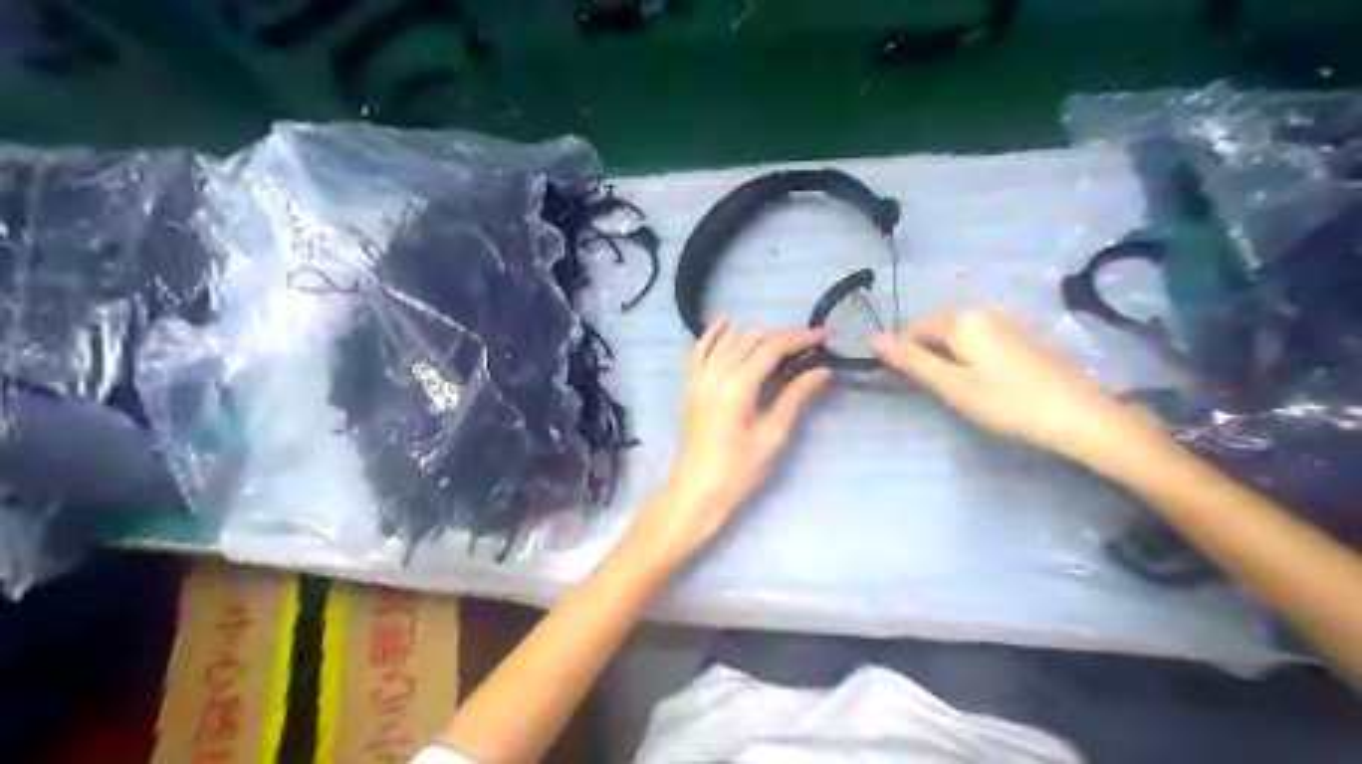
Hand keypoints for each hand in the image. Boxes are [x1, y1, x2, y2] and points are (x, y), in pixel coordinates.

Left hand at [633, 316, 835, 560]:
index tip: (823, 338)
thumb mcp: (773, 435)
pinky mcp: (691, 386)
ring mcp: (699, 378)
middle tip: (808, 347)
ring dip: (756, 336)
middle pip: (751, 339)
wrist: (697, 491)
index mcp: (737, 386)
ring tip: (782, 345)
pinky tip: (725, 321)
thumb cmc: (739, 470)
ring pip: (729, 341)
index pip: (771, 348)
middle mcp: (715, 374)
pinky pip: (700, 350)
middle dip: (781, 337)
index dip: (799, 339)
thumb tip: (823, 371)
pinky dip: (713, 334)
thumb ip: (796, 397)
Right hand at [872, 310, 1157, 465]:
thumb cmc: (1007, 402)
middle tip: (938, 393)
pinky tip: (985, 386)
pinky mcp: (1022, 338)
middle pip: (937, 331)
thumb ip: (910, 360)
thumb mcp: (951, 385)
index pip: (913, 330)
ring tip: (960, 392)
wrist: (1079, 416)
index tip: (911, 387)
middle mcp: (983, 312)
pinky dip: (970, 360)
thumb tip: (872, 338)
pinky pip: (980, 342)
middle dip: (927, 357)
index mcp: (962, 319)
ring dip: (948, 360)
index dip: (904, 357)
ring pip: (959, 338)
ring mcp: (1006, 323)